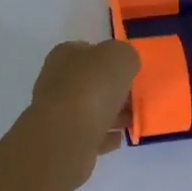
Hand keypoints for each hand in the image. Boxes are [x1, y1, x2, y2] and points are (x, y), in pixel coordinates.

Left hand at [24, 39, 140, 179]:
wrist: (66, 136)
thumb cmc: (92, 88)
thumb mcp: (120, 57)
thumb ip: (126, 56)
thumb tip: (126, 65)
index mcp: (65, 55)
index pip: (89, 50)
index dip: (110, 59)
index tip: (130, 71)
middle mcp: (56, 80)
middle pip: (90, 82)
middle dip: (113, 89)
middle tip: (135, 97)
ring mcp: (57, 112)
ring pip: (90, 109)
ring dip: (112, 114)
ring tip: (133, 119)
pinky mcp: (62, 140)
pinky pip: (89, 134)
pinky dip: (104, 136)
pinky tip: (120, 138)